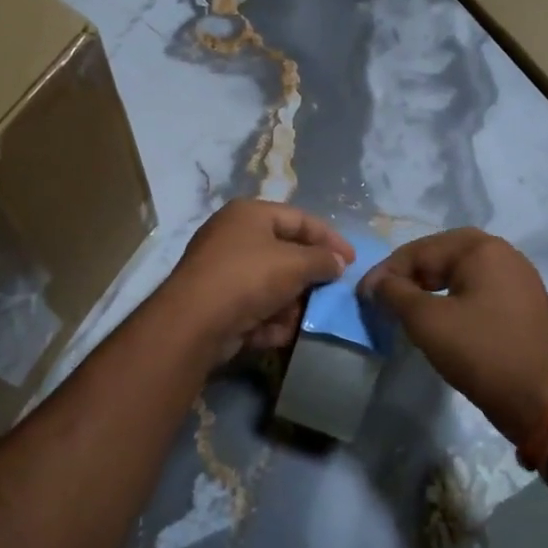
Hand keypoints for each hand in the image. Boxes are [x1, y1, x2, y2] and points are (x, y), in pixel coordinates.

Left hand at [161, 200, 354, 362]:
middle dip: (308, 278)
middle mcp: (234, 237)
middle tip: (330, 294)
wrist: (195, 322)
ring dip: (289, 305)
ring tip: (299, 319)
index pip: (299, 218)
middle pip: (285, 254)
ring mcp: (222, 271)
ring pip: (271, 285)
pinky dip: (267, 320)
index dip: (329, 238)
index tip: (352, 261)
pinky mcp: (217, 304)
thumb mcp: (295, 264)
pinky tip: (274, 334)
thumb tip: (337, 262)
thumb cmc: (249, 278)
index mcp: (249, 214)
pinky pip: (253, 307)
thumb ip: (322, 260)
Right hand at [361, 229, 547, 445]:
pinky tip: (440, 319)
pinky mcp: (524, 304)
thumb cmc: (480, 353)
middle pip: (442, 255)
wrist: (541, 401)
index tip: (364, 297)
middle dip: (409, 276)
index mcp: (482, 248)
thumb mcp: (426, 321)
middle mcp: (504, 253)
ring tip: (406, 310)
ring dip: (429, 287)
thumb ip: (394, 293)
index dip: (387, 272)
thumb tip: (376, 284)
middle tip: (384, 299)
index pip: (420, 250)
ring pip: (460, 273)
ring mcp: (519, 278)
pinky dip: (453, 298)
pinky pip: (478, 289)